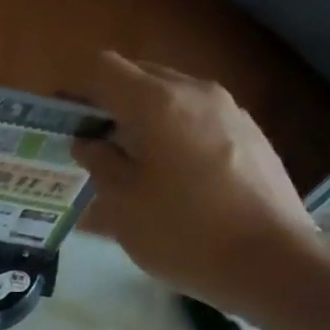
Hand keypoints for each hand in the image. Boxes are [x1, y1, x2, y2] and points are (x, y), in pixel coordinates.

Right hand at [72, 52, 322, 314]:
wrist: (271, 261)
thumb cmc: (184, 235)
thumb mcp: (124, 207)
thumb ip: (100, 164)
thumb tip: (89, 141)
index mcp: (158, 103)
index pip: (103, 69)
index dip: (73, 86)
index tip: (58, 116)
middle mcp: (196, 91)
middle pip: (139, 76)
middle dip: (107, 100)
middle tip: (87, 141)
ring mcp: (229, 110)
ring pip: (171, 96)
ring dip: (141, 117)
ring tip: (126, 160)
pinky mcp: (250, 134)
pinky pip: (197, 118)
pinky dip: (171, 132)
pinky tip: (168, 175)